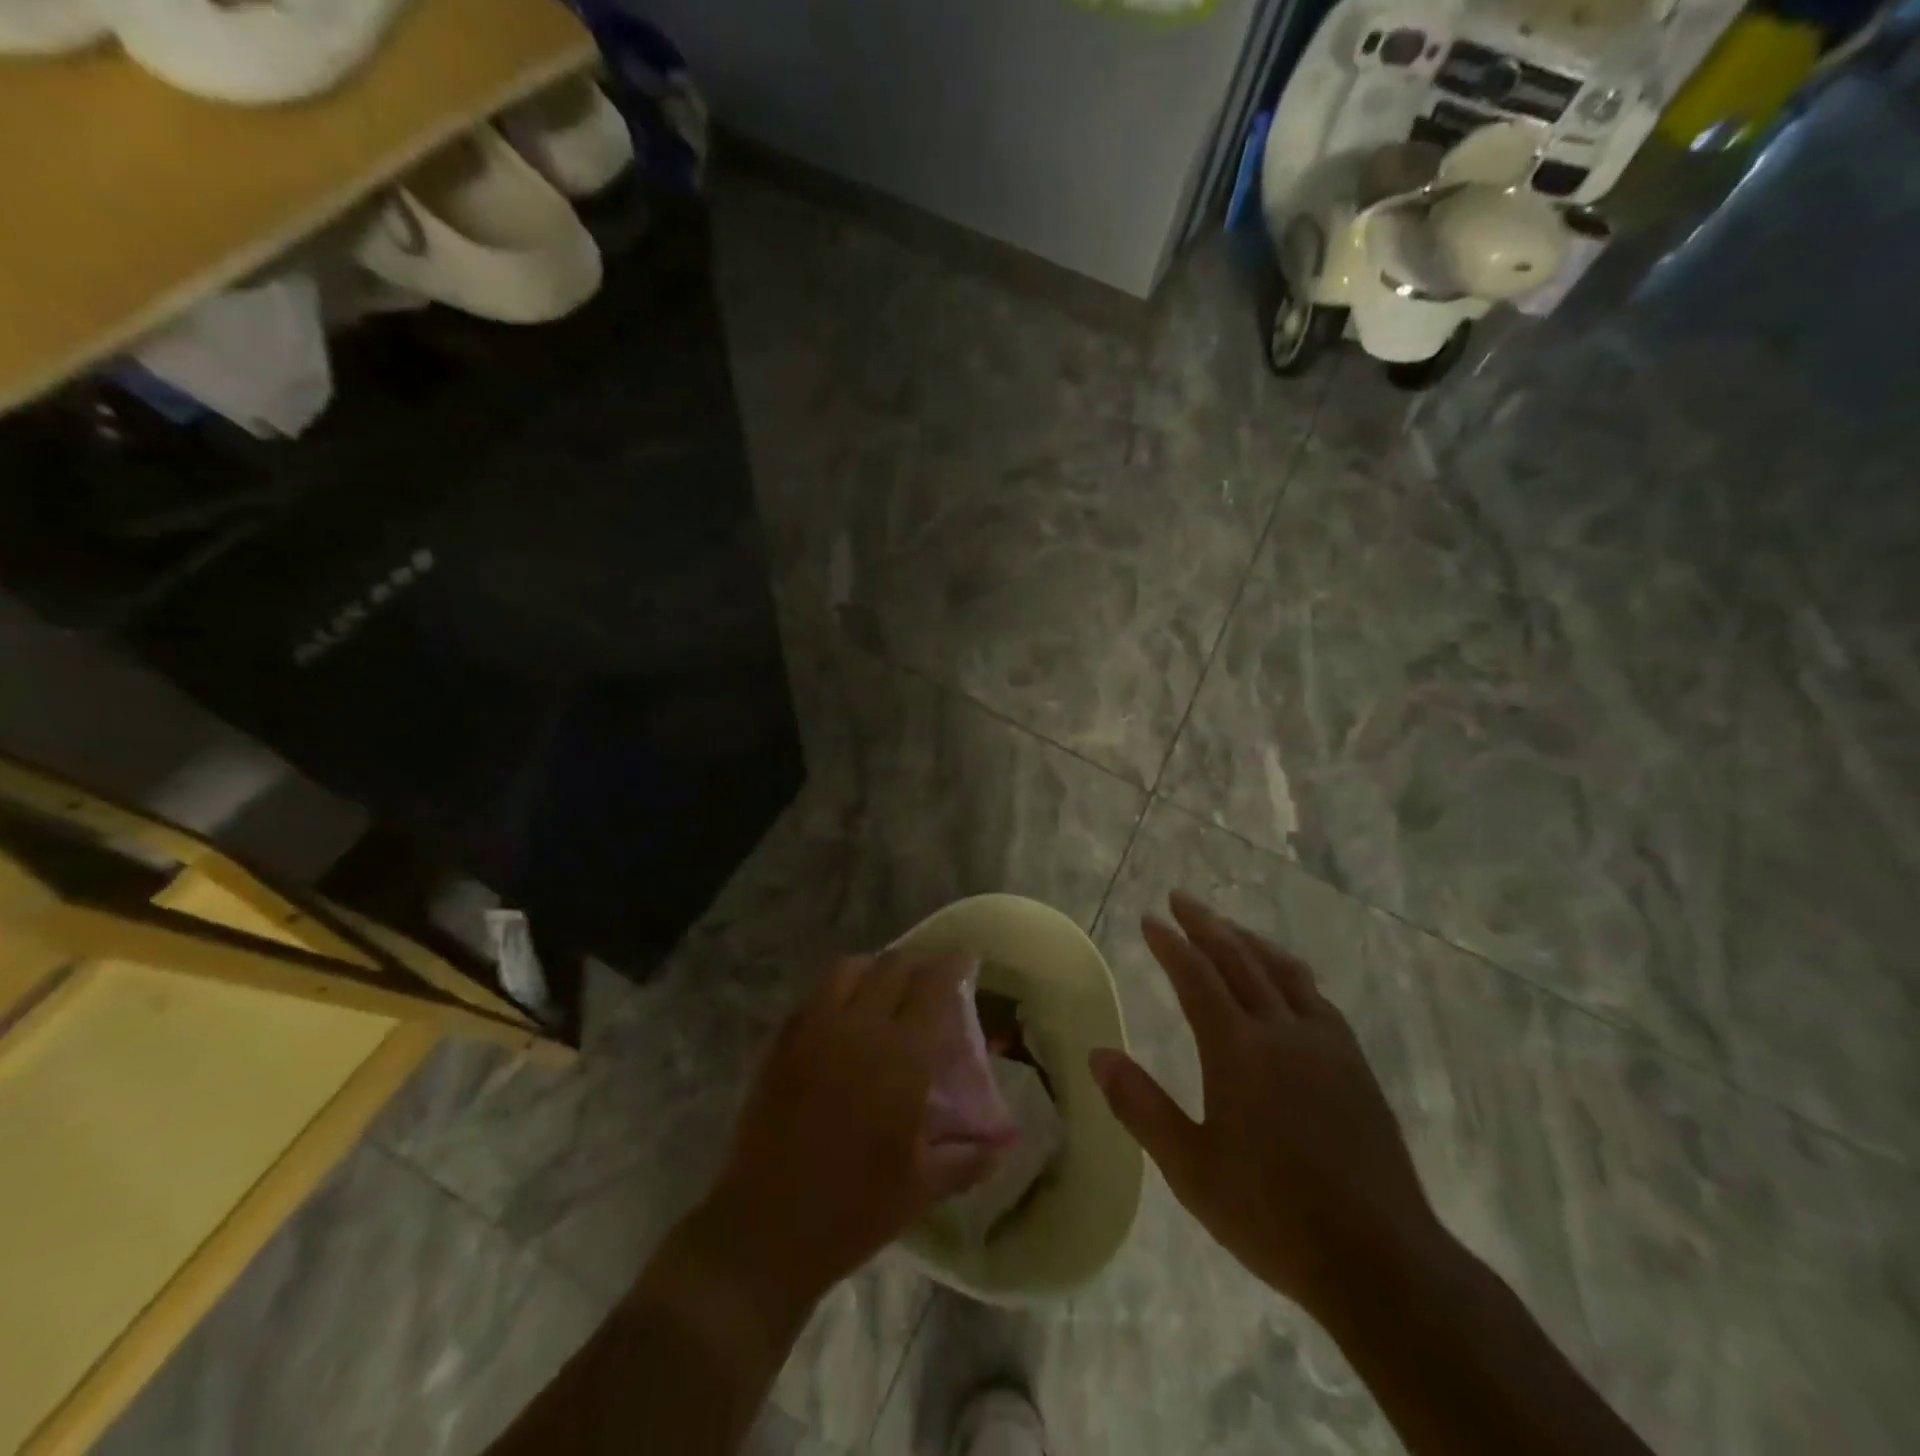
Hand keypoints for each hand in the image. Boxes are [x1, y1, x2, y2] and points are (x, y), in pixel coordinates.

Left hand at [704, 949, 999, 1305]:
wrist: (763, 1231)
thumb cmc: (853, 1211)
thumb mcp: (923, 1188)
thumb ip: (969, 1156)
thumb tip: (1003, 1142)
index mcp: (901, 1058)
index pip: (933, 985)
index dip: (952, 964)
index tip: (964, 961)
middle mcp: (858, 1028)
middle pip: (893, 965)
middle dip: (918, 964)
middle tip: (930, 982)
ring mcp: (813, 1029)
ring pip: (850, 968)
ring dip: (876, 968)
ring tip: (887, 990)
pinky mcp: (781, 1041)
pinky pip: (816, 993)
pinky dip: (840, 988)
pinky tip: (846, 1016)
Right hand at [1090, 891, 1445, 1319]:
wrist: (1380, 1260)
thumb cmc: (1272, 1215)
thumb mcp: (1190, 1168)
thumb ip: (1140, 1106)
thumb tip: (1097, 1055)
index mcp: (1238, 1050)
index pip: (1196, 977)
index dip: (1170, 944)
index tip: (1149, 919)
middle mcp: (1282, 1031)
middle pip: (1239, 958)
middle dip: (1205, 924)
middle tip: (1180, 898)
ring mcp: (1325, 1044)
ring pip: (1281, 970)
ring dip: (1248, 940)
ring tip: (1226, 926)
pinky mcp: (1354, 1063)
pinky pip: (1315, 996)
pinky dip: (1288, 971)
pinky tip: (1285, 980)